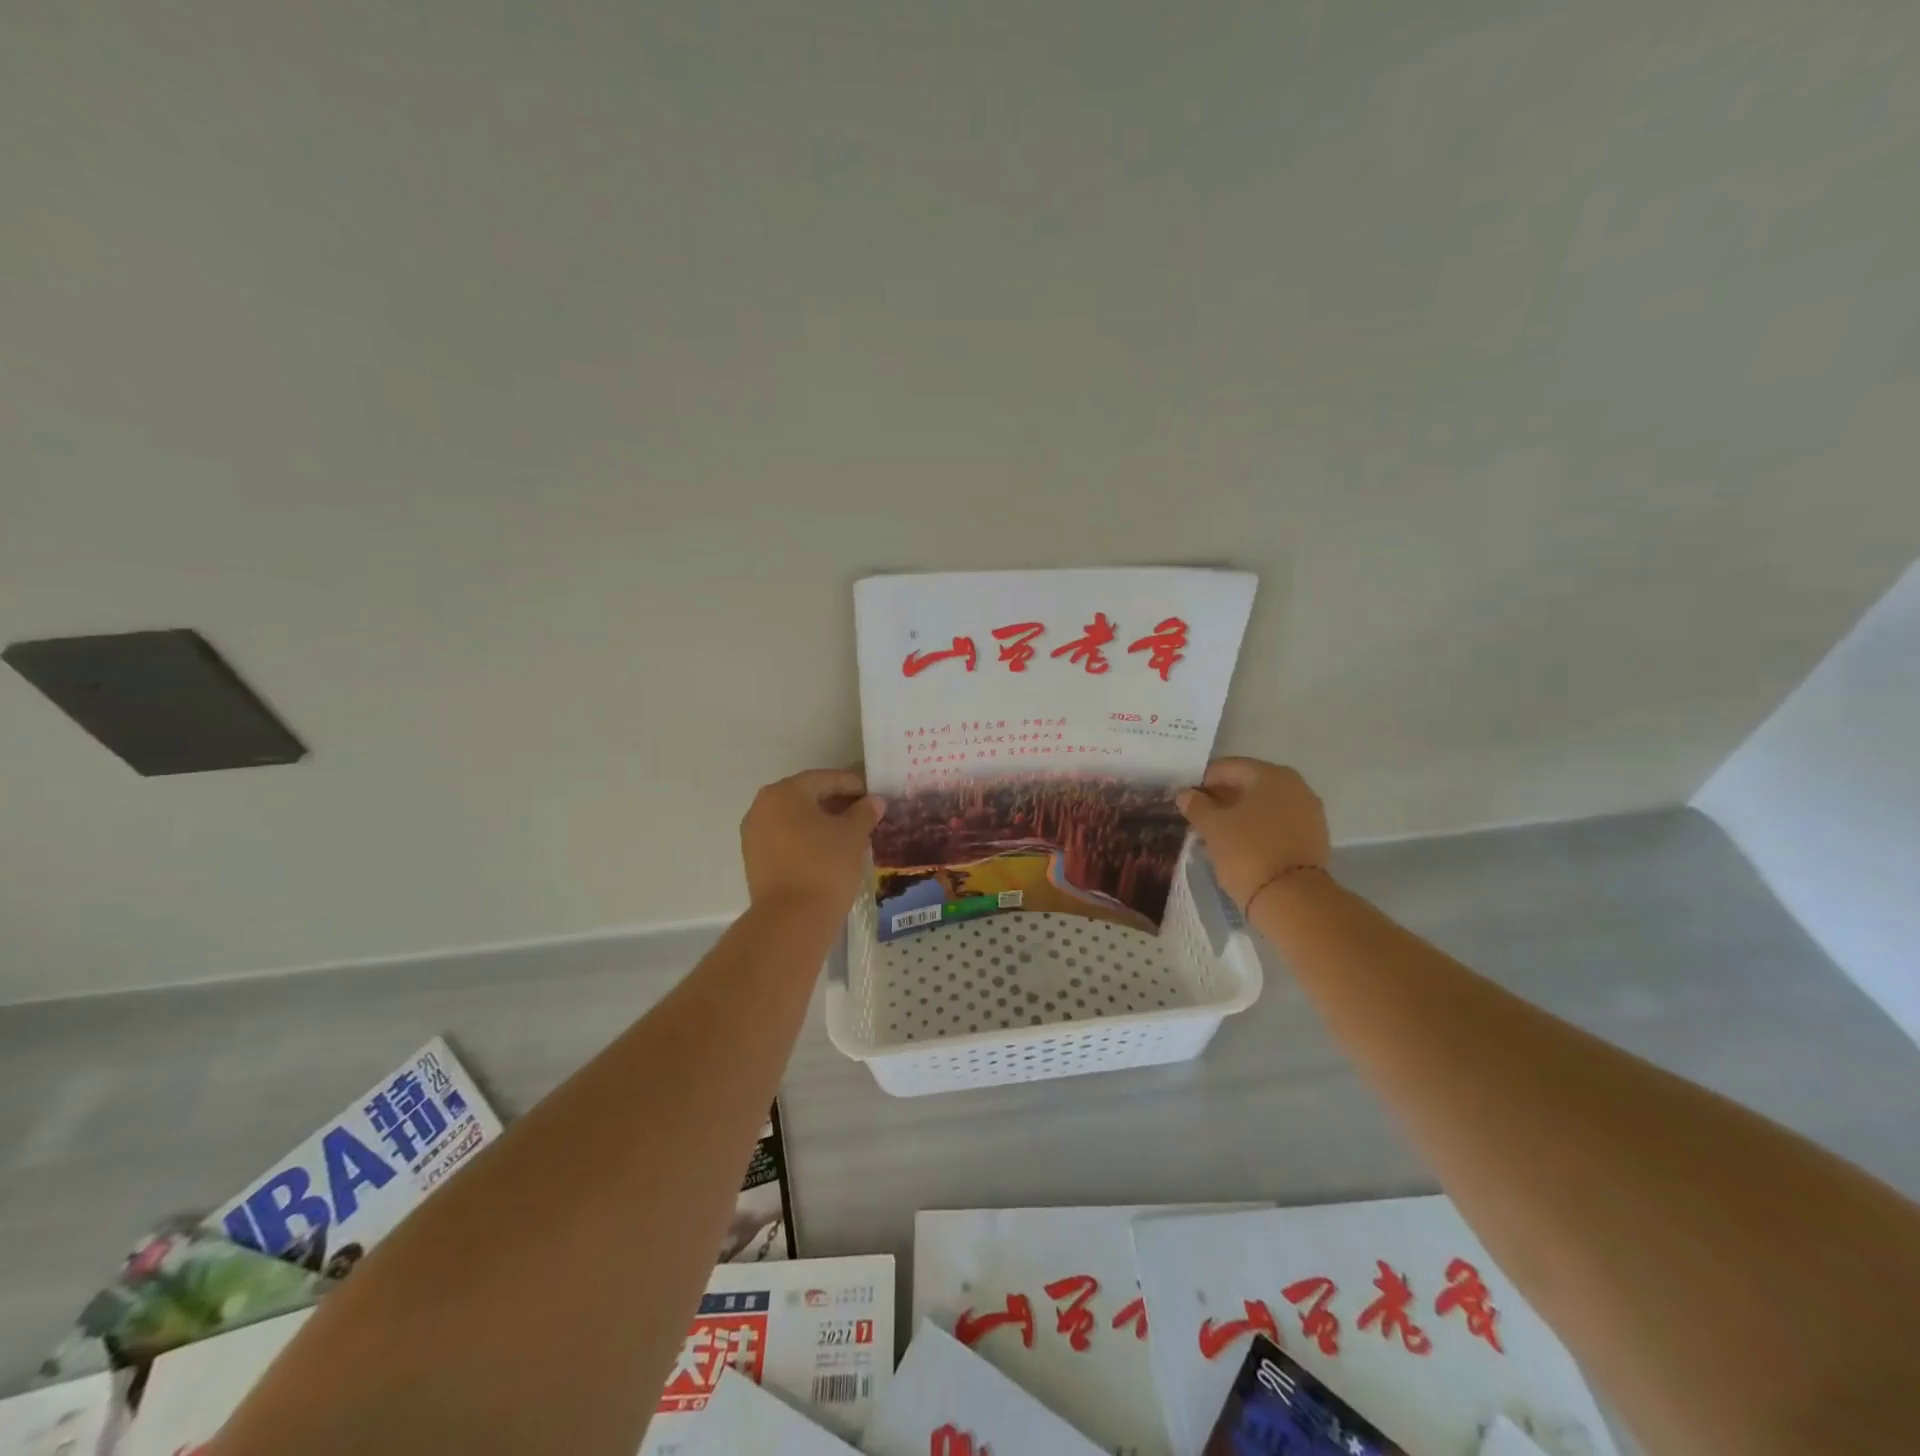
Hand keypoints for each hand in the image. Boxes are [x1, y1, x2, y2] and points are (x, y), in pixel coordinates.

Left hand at [740, 769, 886, 913]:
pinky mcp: (755, 860)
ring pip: (795, 819)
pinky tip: (829, 850)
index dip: (852, 784)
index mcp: (784, 793)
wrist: (791, 920)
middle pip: (806, 796)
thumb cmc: (825, 866)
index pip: (824, 779)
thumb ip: (864, 812)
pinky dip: (807, 839)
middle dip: (836, 802)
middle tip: (864, 812)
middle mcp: (762, 807)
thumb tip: (874, 801)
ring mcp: (754, 835)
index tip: (874, 794)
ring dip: (821, 821)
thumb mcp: (853, 835)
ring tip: (850, 833)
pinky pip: (786, 839)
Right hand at [1176, 758, 1330, 910]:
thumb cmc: (1247, 852)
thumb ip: (1196, 805)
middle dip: (1222, 797)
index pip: (1228, 768)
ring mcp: (1308, 813)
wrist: (1292, 899)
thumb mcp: (1212, 827)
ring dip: (1240, 814)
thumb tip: (1186, 794)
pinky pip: (1277, 824)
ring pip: (1264, 806)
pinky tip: (1239, 844)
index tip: (1185, 797)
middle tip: (1198, 815)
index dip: (1202, 780)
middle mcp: (1295, 786)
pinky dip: (1257, 829)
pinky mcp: (1313, 838)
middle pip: (1249, 785)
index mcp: (1270, 775)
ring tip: (1215, 832)